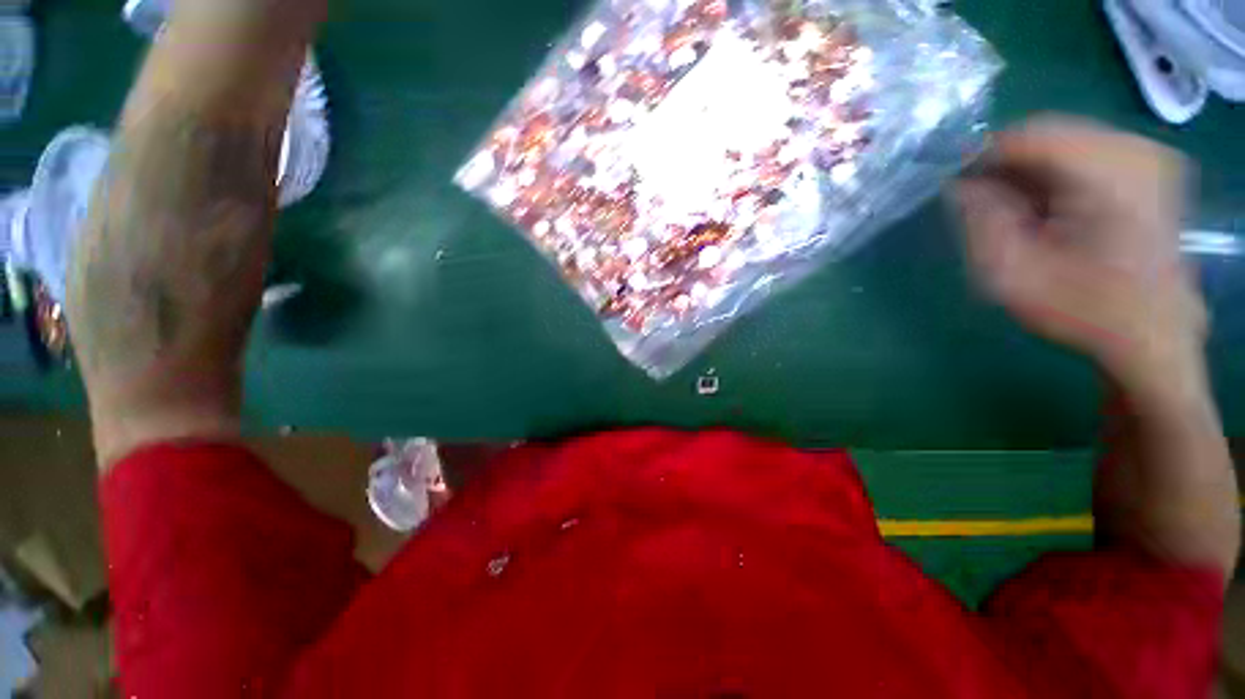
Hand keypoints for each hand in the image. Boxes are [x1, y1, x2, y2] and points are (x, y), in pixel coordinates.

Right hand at [956, 116, 1206, 397]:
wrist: (1151, 334)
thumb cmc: (1082, 310)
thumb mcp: (1011, 274)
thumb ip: (981, 220)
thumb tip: (959, 183)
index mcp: (1108, 174)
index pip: (1025, 135)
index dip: (980, 157)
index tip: (954, 188)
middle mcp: (1134, 148)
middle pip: (1045, 133)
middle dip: (1007, 166)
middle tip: (984, 206)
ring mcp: (1147, 153)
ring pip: (1062, 139)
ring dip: (1029, 172)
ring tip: (1018, 213)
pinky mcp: (1150, 165)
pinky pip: (1084, 149)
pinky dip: (1055, 174)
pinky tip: (1049, 209)